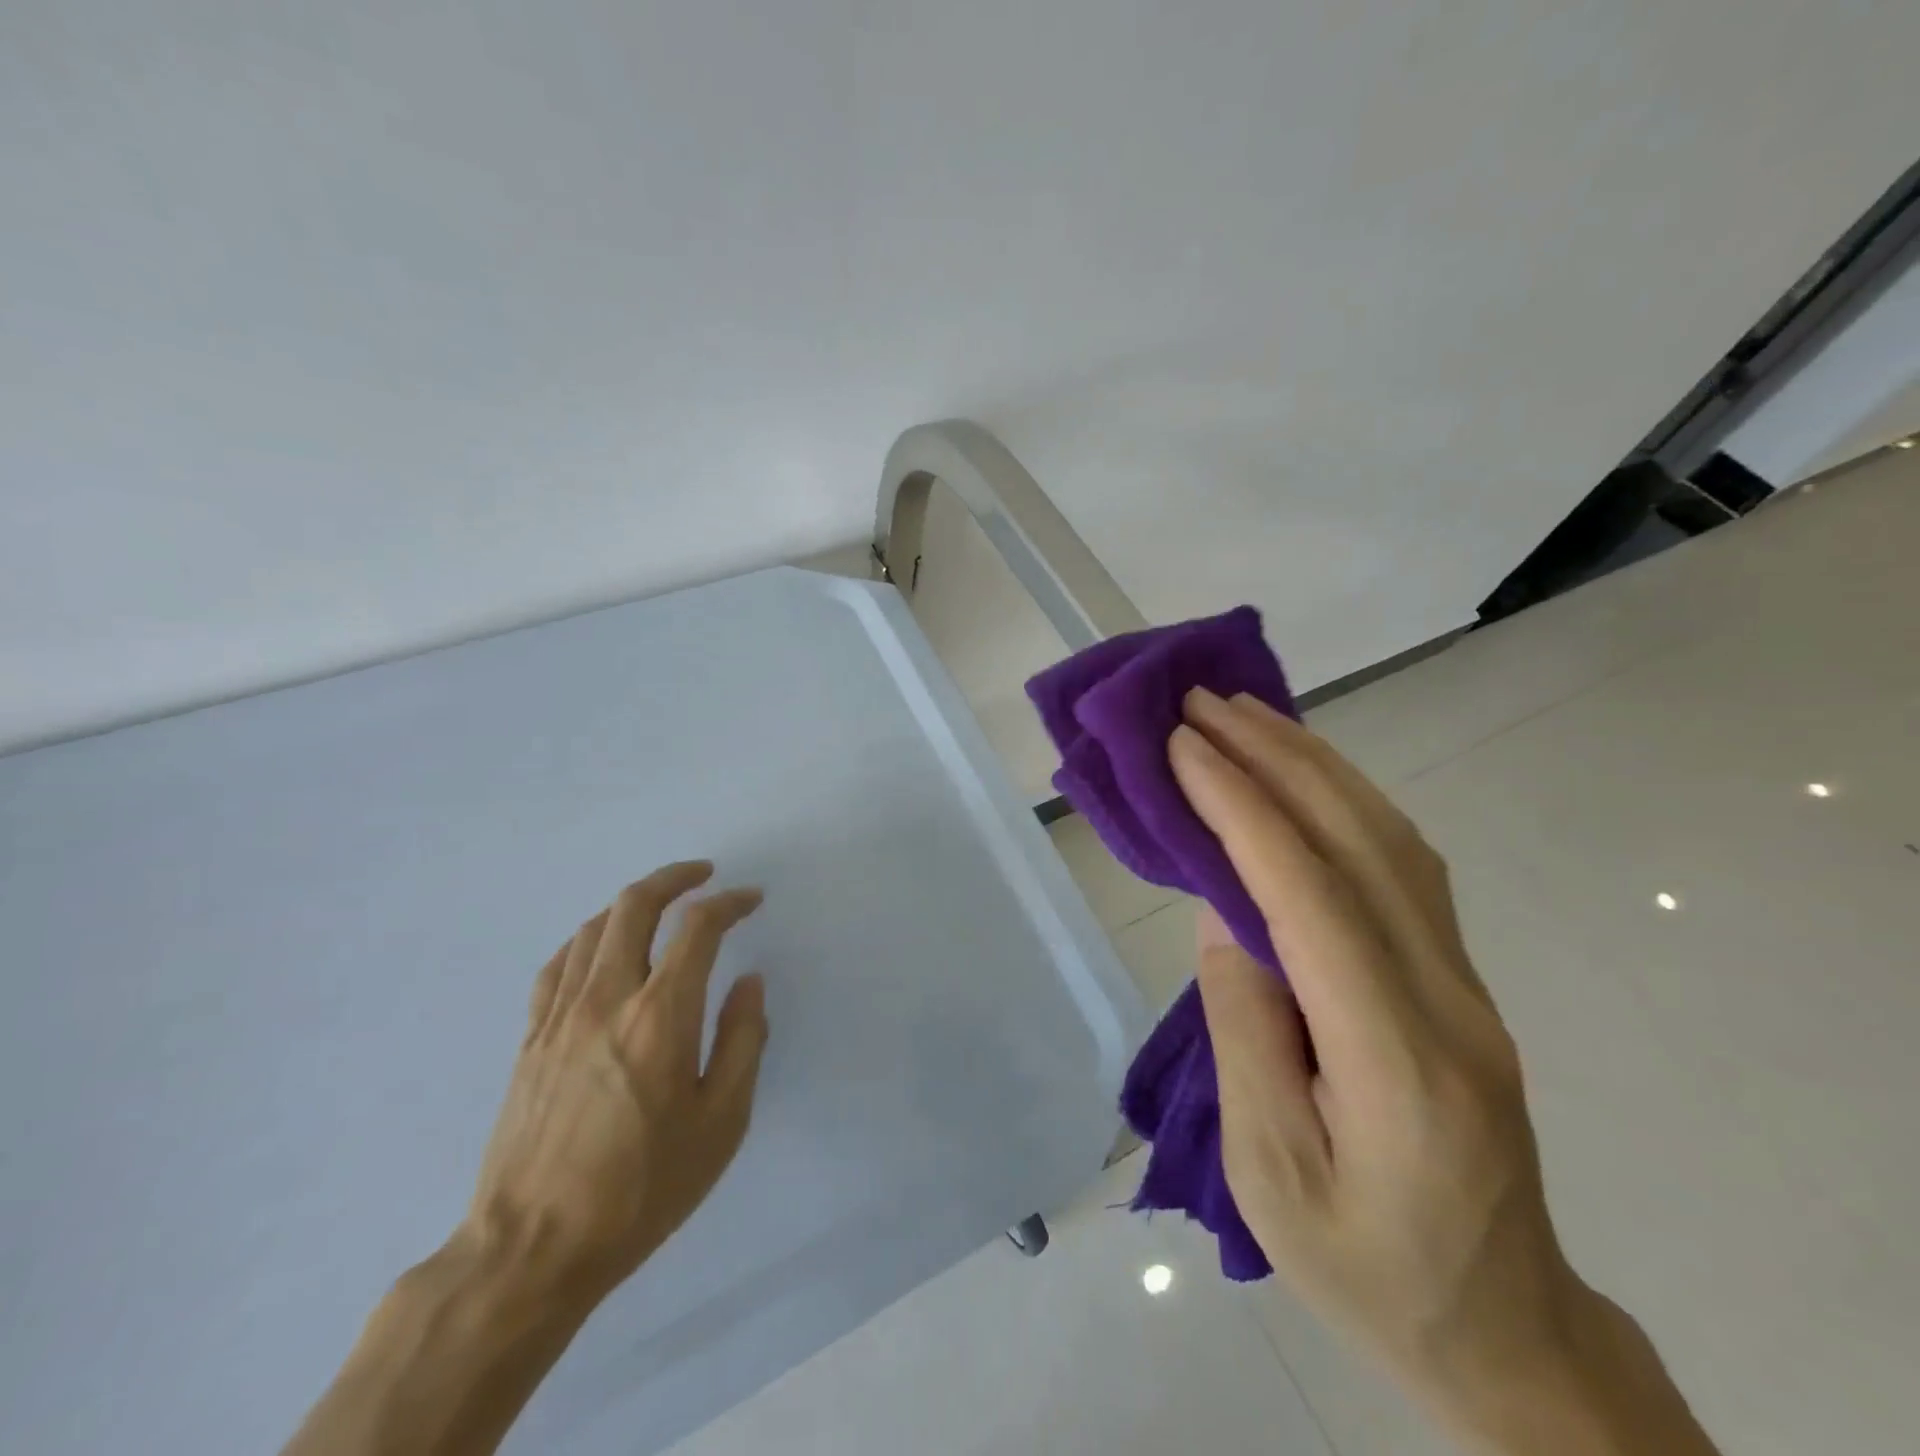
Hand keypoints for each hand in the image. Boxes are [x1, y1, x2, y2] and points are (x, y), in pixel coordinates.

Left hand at [460, 862, 768, 1307]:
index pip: (698, 928)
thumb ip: (743, 1042)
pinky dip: (588, 938)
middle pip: (635, 905)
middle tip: (703, 874)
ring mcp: (560, 1015)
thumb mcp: (722, 1123)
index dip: (729, 903)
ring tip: (660, 904)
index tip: (751, 899)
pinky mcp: (530, 1039)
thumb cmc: (642, 1189)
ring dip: (632, 902)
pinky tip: (600, 946)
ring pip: (594, 927)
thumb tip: (750, 983)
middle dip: (674, 877)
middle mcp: (607, 998)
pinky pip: (558, 964)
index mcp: (661, 1016)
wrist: (533, 1250)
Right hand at [1169, 692, 1719, 1455]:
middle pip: (1361, 845)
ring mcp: (1467, 983)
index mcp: (1395, 1060)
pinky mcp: (1460, 978)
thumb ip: (1245, 1026)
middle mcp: (1448, 1000)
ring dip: (1313, 763)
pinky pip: (1402, 865)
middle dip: (1275, 759)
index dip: (1240, 809)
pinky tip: (1303, 774)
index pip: (1310, 897)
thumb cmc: (1361, 1267)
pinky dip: (1344, 799)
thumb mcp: (1267, 1169)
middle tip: (1202, 703)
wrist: (1501, 1329)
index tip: (1180, 746)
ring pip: (1391, 841)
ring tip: (1246, 714)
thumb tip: (1223, 905)